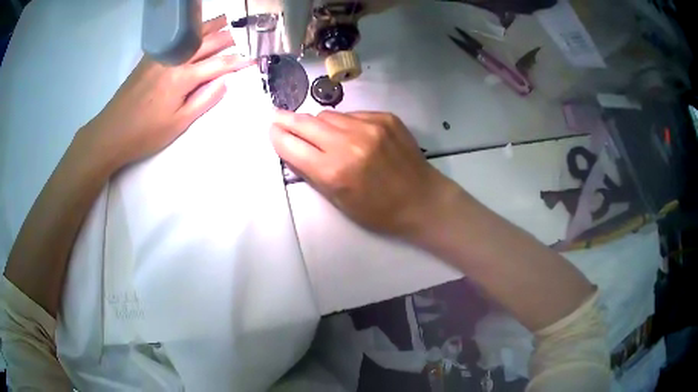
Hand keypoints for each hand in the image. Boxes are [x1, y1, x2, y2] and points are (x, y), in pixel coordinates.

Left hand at [84, 15, 254, 166]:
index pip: (219, 64)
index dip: (238, 62)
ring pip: (191, 35)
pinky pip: (175, 38)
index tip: (253, 59)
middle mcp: (174, 59)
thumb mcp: (178, 124)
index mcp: (183, 78)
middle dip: (227, 39)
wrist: (111, 132)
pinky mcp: (150, 57)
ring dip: (210, 27)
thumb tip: (225, 81)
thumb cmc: (145, 134)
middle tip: (242, 36)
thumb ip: (204, 100)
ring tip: (225, 21)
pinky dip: (190, 31)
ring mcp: (160, 55)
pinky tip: (194, 31)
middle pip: (207, 42)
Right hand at [271, 110, 460, 238]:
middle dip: (287, 120)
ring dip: (317, 123)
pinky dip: (344, 123)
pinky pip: (352, 115)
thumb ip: (312, 172)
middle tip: (276, 116)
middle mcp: (349, 142)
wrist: (422, 199)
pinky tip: (350, 134)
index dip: (278, 136)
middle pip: (306, 122)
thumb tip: (292, 148)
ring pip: (328, 115)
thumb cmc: (379, 211)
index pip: (292, 145)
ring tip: (317, 131)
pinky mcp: (385, 117)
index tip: (272, 130)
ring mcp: (369, 126)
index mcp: (334, 171)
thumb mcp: (339, 201)